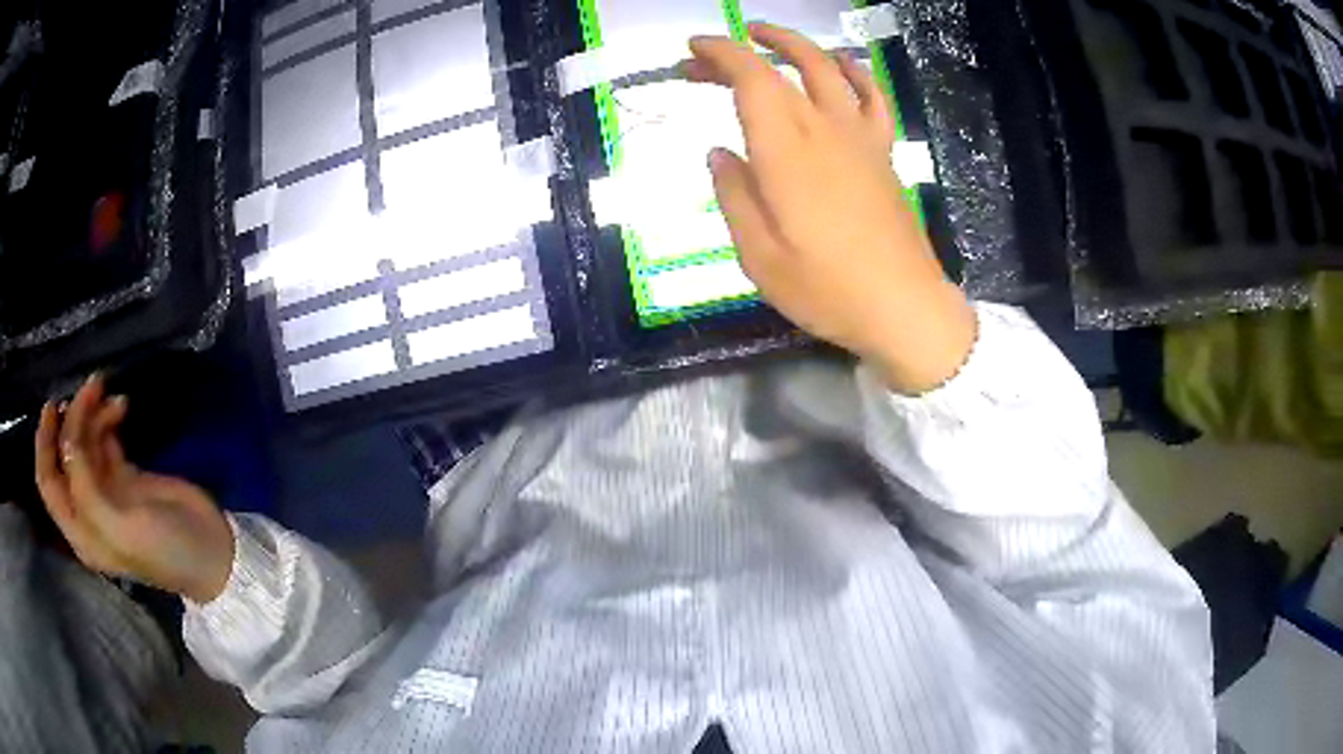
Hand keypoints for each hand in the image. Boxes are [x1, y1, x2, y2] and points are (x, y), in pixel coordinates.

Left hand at [34, 374, 233, 603]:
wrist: (210, 553)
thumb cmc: (163, 549)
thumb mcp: (120, 526)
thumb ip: (86, 487)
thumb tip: (67, 438)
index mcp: (80, 530)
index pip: (48, 484)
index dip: (44, 444)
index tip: (53, 405)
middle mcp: (86, 509)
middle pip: (64, 455)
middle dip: (71, 419)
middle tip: (91, 388)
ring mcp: (105, 491)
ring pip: (84, 441)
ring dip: (92, 413)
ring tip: (110, 393)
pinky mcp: (125, 476)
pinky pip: (104, 438)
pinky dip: (108, 417)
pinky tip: (123, 405)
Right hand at [683, 23, 976, 393]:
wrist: (903, 307)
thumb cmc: (827, 289)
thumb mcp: (759, 256)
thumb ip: (735, 195)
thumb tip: (720, 153)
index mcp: (786, 151)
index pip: (751, 77)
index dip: (719, 53)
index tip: (693, 49)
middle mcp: (824, 129)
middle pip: (780, 68)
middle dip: (738, 52)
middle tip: (706, 60)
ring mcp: (860, 138)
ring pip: (829, 68)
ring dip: (795, 43)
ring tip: (767, 36)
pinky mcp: (884, 153)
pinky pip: (873, 96)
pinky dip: (855, 71)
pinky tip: (841, 64)